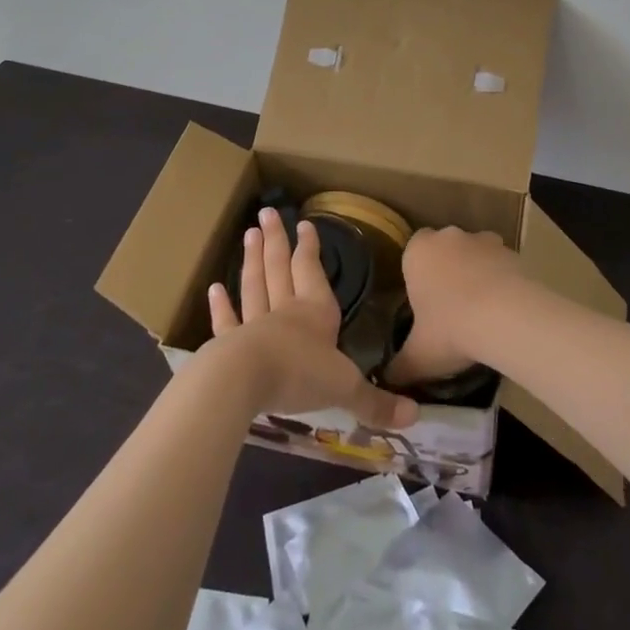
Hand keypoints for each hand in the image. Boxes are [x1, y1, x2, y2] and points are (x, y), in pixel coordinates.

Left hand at [206, 207, 417, 429]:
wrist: (245, 382)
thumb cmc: (300, 374)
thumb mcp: (346, 389)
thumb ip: (376, 402)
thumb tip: (415, 417)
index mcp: (316, 313)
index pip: (312, 272)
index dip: (310, 248)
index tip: (304, 223)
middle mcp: (286, 312)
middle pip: (280, 269)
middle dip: (276, 241)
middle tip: (267, 212)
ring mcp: (254, 325)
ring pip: (254, 286)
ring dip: (252, 260)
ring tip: (248, 234)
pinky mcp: (228, 344)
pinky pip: (226, 321)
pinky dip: (221, 305)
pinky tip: (214, 288)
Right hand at [382, 227, 527, 387]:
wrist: (507, 317)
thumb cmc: (450, 329)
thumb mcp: (417, 357)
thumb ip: (399, 367)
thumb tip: (387, 379)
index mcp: (418, 252)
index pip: (413, 251)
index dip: (418, 274)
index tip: (424, 300)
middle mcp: (450, 236)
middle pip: (445, 250)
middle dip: (447, 271)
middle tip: (450, 308)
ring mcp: (484, 240)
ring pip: (476, 254)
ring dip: (477, 273)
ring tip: (481, 311)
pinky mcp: (514, 252)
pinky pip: (502, 265)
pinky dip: (502, 281)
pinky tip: (505, 310)